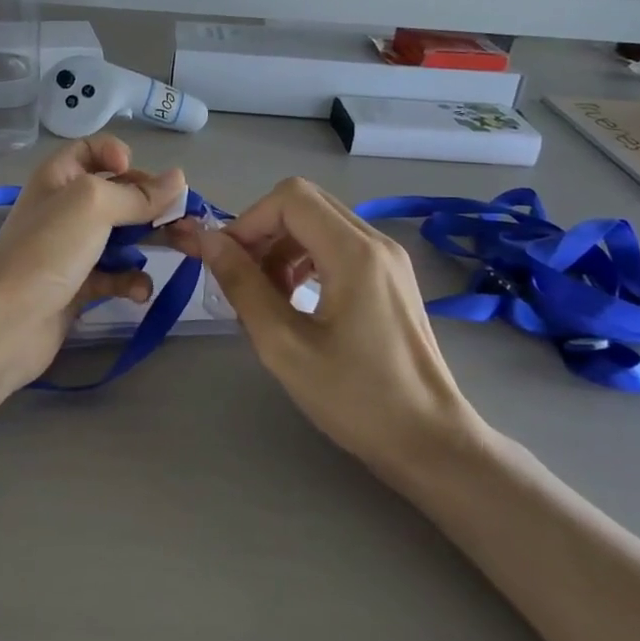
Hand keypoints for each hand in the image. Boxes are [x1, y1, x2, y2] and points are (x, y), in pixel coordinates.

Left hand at [0, 137, 184, 396]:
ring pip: (120, 236)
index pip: (91, 150)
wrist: (4, 322)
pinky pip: (113, 276)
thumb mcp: (92, 205)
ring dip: (148, 243)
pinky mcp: (78, 287)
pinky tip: (139, 292)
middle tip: (181, 218)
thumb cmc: (47, 249)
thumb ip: (137, 194)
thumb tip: (179, 179)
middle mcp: (64, 208)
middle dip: (149, 204)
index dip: (116, 154)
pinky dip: (130, 281)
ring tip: (176, 250)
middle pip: (116, 194)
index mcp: (59, 177)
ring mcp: (71, 249)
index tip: (136, 173)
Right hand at [171, 178, 484, 477]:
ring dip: (282, 247)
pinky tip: (294, 301)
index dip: (248, 221)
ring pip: (319, 223)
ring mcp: (388, 259)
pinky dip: (305, 260)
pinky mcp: (391, 278)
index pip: (289, 198)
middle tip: (241, 277)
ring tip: (266, 296)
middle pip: (305, 203)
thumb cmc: (356, 399)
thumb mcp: (284, 345)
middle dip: (263, 231)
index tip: (227, 262)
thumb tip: (208, 242)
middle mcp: (376, 243)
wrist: (431, 442)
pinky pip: (338, 245)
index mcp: (355, 253)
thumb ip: (243, 285)